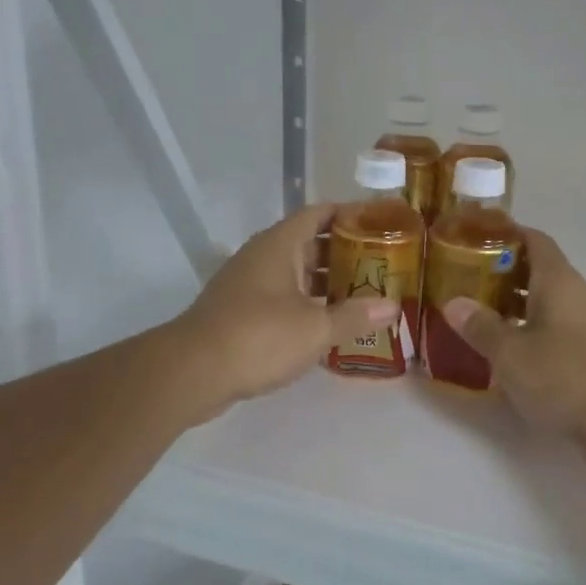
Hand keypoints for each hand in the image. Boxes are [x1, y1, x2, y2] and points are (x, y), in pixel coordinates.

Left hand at [175, 203, 399, 414]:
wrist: (192, 371)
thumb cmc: (259, 336)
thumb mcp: (315, 328)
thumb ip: (355, 315)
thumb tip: (393, 306)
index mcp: (280, 245)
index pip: (319, 213)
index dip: (349, 214)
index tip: (379, 223)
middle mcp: (262, 256)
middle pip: (308, 243)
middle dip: (343, 252)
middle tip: (379, 264)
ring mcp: (246, 283)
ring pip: (293, 272)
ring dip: (324, 281)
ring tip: (360, 295)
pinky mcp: (238, 311)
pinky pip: (279, 296)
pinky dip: (304, 303)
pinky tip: (325, 324)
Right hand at [442, 230, 585, 473]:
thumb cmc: (566, 376)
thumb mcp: (512, 353)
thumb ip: (481, 327)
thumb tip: (453, 303)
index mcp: (557, 281)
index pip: (533, 240)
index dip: (506, 233)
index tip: (473, 236)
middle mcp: (574, 296)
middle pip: (536, 272)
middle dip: (500, 273)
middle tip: (463, 280)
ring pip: (544, 304)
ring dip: (512, 306)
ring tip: (475, 315)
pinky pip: (552, 332)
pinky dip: (527, 333)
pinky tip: (504, 352)